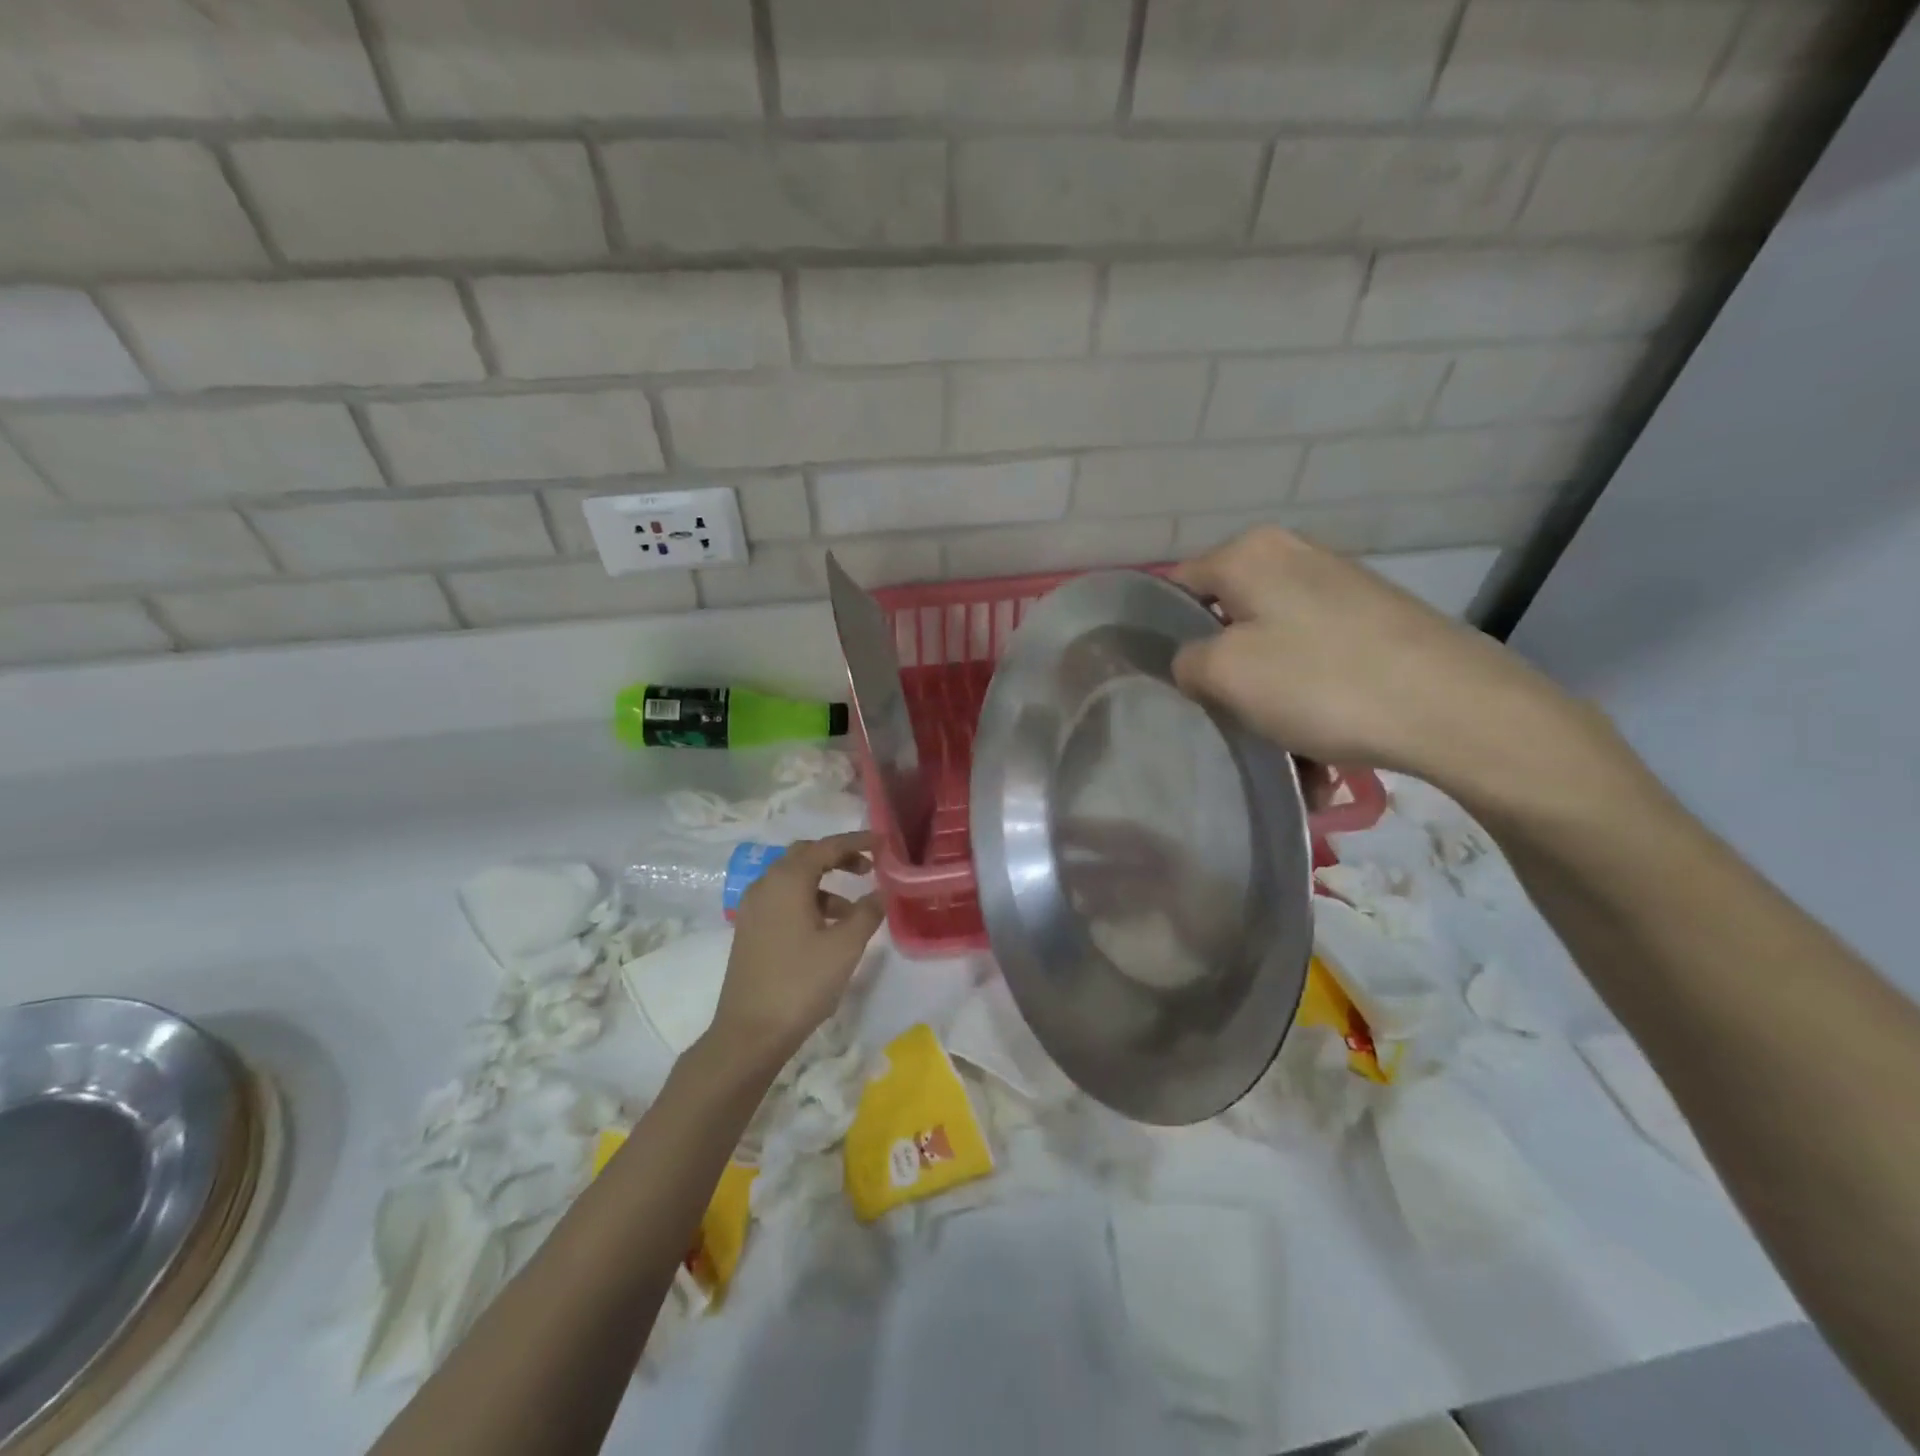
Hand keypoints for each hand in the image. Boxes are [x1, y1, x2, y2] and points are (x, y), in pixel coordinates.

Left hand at [709, 831, 886, 1067]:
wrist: (749, 1033)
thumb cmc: (801, 983)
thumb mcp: (845, 946)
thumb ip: (867, 913)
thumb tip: (880, 893)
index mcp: (787, 880)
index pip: (826, 847)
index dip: (856, 842)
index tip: (882, 842)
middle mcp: (765, 885)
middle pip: (805, 856)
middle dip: (838, 857)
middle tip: (868, 868)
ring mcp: (753, 908)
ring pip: (793, 879)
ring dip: (824, 883)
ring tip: (853, 909)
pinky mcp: (750, 930)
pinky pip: (782, 899)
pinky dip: (808, 901)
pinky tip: (827, 928)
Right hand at [1170, 528, 1620, 812]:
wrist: (1456, 709)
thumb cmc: (1321, 681)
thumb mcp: (1224, 673)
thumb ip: (1185, 661)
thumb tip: (1193, 661)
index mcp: (1251, 554)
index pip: (1177, 586)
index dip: (1162, 634)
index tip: (1167, 682)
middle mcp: (1294, 557)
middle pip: (1229, 622)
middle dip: (1225, 677)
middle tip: (1226, 722)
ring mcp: (1341, 588)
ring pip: (1275, 651)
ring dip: (1271, 705)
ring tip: (1286, 756)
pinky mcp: (1376, 622)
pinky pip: (1317, 664)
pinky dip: (1311, 705)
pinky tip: (1322, 754)